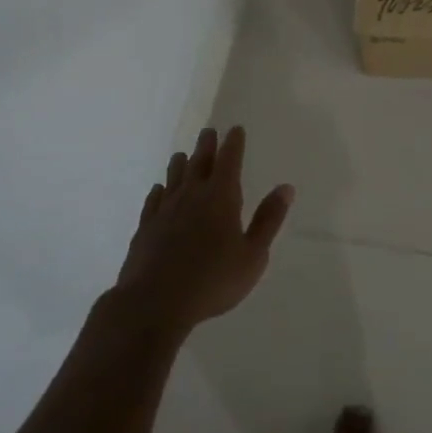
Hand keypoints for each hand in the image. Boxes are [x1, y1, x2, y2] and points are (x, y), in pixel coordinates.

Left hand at [114, 126, 293, 336]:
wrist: (153, 303)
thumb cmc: (212, 280)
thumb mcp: (253, 255)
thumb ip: (268, 220)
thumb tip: (286, 187)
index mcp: (221, 197)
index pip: (229, 160)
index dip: (234, 143)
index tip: (235, 129)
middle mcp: (192, 195)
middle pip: (199, 162)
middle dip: (206, 145)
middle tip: (209, 132)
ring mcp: (165, 210)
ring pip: (173, 177)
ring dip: (181, 163)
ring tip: (183, 154)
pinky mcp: (145, 228)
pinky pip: (153, 200)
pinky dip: (159, 191)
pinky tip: (158, 191)